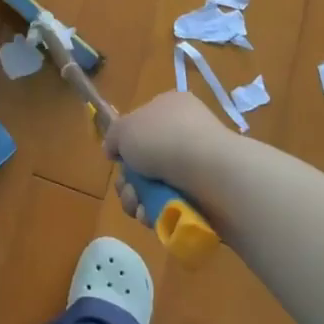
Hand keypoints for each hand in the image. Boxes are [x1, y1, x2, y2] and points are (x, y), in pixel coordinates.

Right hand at [104, 90, 237, 218]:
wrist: (210, 172)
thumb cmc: (163, 139)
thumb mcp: (124, 128)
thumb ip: (113, 136)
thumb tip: (114, 150)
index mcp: (170, 107)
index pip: (142, 124)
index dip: (126, 144)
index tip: (118, 158)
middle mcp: (186, 132)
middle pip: (145, 160)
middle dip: (129, 181)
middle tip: (127, 189)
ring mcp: (198, 164)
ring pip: (156, 185)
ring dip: (138, 200)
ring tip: (138, 207)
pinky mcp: (207, 194)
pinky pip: (174, 203)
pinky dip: (158, 212)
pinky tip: (152, 216)